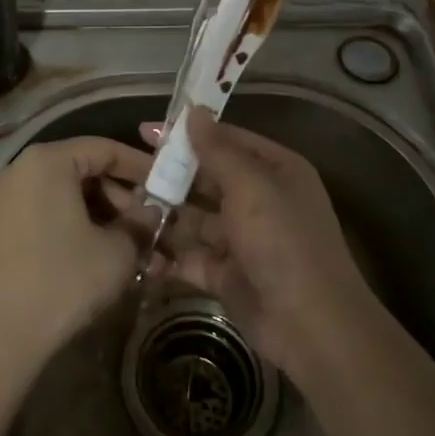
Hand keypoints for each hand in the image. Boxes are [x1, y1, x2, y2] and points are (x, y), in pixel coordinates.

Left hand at [0, 136, 157, 368]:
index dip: (141, 167)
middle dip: (123, 198)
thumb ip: (140, 225)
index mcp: (48, 161)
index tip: (168, 187)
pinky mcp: (2, 230)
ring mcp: (8, 200)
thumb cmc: (62, 280)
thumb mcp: (116, 252)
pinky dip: (79, 228)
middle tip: (152, 225)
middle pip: (85, 171)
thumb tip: (152, 214)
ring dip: (104, 218)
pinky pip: (50, 215)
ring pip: (68, 196)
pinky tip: (103, 258)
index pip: (105, 149)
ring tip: (134, 249)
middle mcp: (23, 170)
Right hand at [143, 105, 375, 378]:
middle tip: (127, 170)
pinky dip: (167, 254)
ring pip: (195, 218)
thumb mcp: (251, 186)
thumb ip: (217, 149)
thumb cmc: (283, 241)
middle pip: (207, 178)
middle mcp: (259, 200)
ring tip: (123, 205)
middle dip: (171, 175)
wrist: (311, 325)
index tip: (146, 131)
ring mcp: (242, 239)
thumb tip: (194, 110)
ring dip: (164, 212)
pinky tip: (135, 245)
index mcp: (275, 170)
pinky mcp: (226, 274)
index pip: (226, 140)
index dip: (189, 134)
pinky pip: (191, 256)